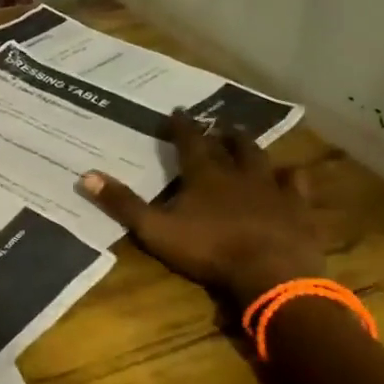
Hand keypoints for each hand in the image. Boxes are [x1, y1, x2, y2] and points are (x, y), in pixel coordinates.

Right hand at [78, 112, 326, 307]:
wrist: (271, 273)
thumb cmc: (209, 250)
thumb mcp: (156, 230)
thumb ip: (123, 204)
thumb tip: (86, 176)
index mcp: (204, 174)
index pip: (189, 141)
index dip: (181, 125)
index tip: (178, 110)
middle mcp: (238, 173)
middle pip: (230, 145)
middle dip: (220, 133)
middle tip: (217, 124)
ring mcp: (272, 189)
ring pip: (261, 159)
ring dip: (251, 147)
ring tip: (246, 139)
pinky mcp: (297, 208)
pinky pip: (296, 184)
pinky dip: (292, 177)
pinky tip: (292, 174)